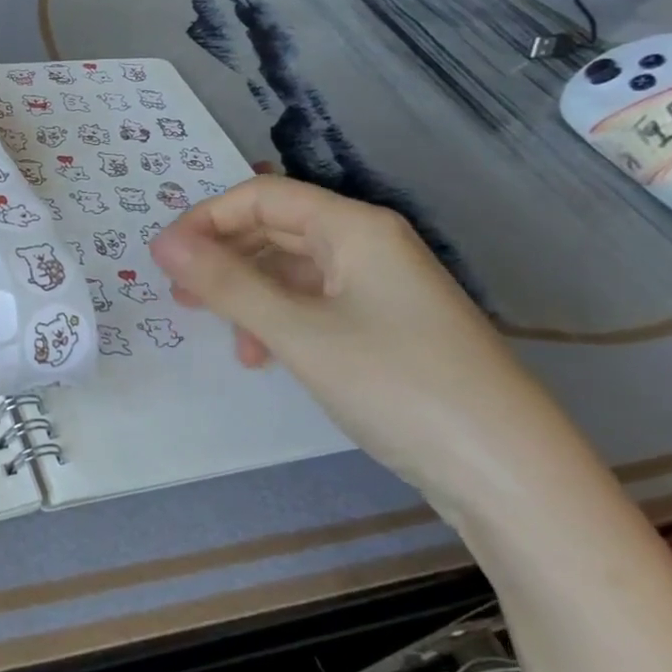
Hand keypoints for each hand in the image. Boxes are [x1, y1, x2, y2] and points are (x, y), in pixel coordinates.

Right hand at [149, 176, 574, 496]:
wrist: (509, 474)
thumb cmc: (397, 385)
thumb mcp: (297, 332)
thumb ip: (226, 283)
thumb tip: (162, 242)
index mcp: (354, 228)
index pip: (262, 197)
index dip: (206, 220)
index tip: (165, 260)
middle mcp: (369, 245)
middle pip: (276, 230)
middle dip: (223, 258)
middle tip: (180, 296)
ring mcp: (381, 288)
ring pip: (293, 272)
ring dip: (248, 295)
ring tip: (221, 334)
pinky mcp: (387, 327)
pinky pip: (315, 305)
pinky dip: (279, 321)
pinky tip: (265, 357)